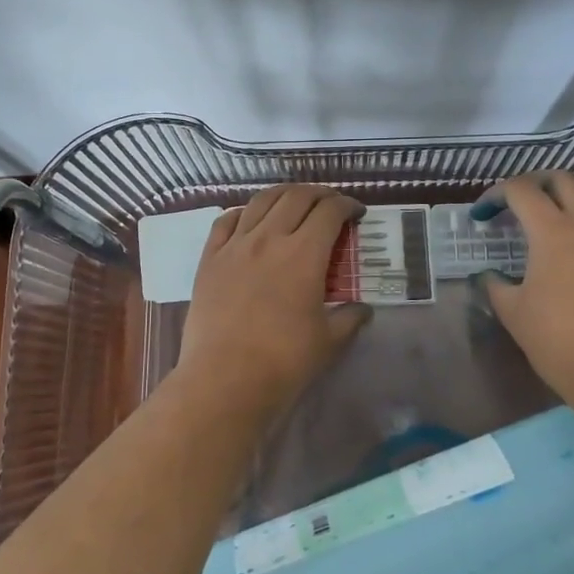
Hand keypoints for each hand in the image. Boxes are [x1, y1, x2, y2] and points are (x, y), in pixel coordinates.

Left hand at [177, 185, 372, 408]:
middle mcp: (269, 238)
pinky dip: (242, 211)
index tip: (356, 212)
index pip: (329, 212)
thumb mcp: (329, 341)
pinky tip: (249, 218)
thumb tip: (363, 309)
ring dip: (283, 194)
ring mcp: (235, 246)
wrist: (224, 379)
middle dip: (319, 194)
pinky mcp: (209, 259)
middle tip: (330, 204)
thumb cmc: (283, 361)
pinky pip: (225, 221)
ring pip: (261, 201)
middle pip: (296, 197)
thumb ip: (349, 318)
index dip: (347, 205)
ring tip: (294, 201)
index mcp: (304, 254)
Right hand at [472, 171, 573, 401]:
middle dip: (534, 182)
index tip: (480, 215)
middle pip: (563, 180)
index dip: (495, 195)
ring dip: (558, 205)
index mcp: (553, 231)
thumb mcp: (514, 313)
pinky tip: (558, 258)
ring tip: (533, 231)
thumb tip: (490, 276)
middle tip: (512, 202)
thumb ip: (496, 286)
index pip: (521, 190)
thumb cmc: (559, 339)